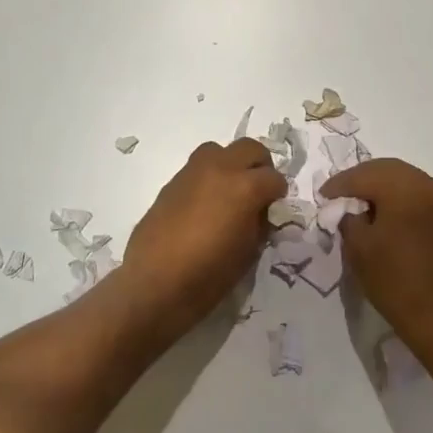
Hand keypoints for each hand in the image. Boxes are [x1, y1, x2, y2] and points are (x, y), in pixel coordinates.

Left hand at [114, 139, 284, 341]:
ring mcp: (193, 171)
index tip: (275, 210)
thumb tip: (260, 211)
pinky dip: (209, 177)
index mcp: (245, 187)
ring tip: (230, 192)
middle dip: (260, 167)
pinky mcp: (173, 181)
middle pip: (250, 148)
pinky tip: (205, 205)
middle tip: (258, 191)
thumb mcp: (248, 253)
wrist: (154, 283)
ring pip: (220, 150)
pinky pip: (198, 167)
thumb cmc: (208, 275)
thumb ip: (259, 223)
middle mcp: (221, 169)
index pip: (275, 178)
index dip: (278, 194)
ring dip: (231, 165)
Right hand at [318, 157, 432, 355]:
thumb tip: (347, 207)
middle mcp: (427, 183)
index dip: (339, 184)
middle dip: (359, 180)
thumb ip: (348, 217)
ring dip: (379, 186)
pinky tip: (382, 210)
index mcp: (405, 188)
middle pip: (385, 169)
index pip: (363, 175)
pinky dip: (396, 195)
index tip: (322, 195)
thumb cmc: (395, 281)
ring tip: (358, 202)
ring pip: (402, 178)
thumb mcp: (359, 247)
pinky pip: (416, 191)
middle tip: (337, 195)